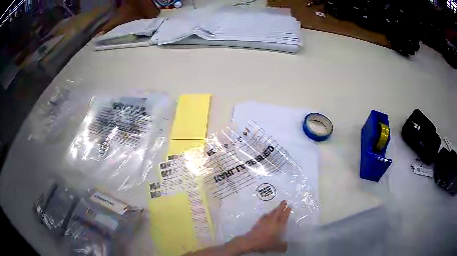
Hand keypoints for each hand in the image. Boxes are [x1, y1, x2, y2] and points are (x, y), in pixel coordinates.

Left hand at [242, 200, 291, 252]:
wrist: (250, 241)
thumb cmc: (265, 243)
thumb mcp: (277, 247)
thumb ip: (283, 246)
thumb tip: (287, 246)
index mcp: (278, 225)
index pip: (284, 216)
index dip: (287, 211)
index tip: (289, 206)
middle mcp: (272, 221)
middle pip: (277, 212)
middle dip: (281, 206)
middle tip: (284, 201)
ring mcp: (264, 221)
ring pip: (271, 213)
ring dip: (275, 209)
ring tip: (277, 208)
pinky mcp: (258, 223)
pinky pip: (265, 216)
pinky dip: (268, 214)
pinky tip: (267, 215)